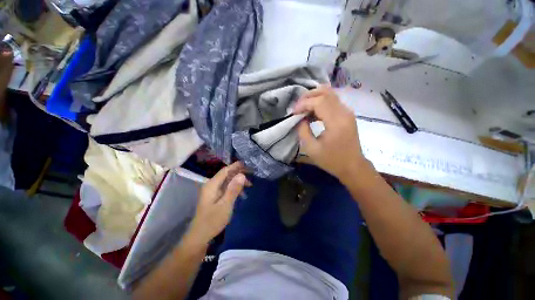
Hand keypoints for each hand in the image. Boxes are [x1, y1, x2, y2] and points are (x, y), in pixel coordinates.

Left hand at [187, 162, 248, 244]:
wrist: (199, 237)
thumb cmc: (212, 221)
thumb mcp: (225, 205)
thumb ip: (233, 189)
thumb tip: (241, 175)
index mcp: (212, 185)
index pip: (225, 171)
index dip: (235, 166)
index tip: (246, 164)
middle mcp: (211, 186)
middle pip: (226, 175)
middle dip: (238, 173)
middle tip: (251, 175)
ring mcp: (212, 192)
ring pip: (227, 181)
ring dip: (238, 181)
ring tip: (249, 185)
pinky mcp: (214, 197)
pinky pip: (226, 188)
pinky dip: (234, 188)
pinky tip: (242, 194)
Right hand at [294, 86, 365, 180]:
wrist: (352, 166)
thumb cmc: (331, 160)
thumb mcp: (311, 149)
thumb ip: (303, 131)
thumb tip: (300, 118)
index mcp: (336, 122)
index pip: (319, 102)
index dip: (304, 104)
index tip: (294, 112)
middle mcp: (344, 113)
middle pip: (325, 92)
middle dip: (308, 96)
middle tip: (297, 106)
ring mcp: (347, 112)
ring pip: (330, 94)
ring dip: (314, 98)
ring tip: (303, 108)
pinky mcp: (347, 115)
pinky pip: (332, 101)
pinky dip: (320, 103)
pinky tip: (312, 113)